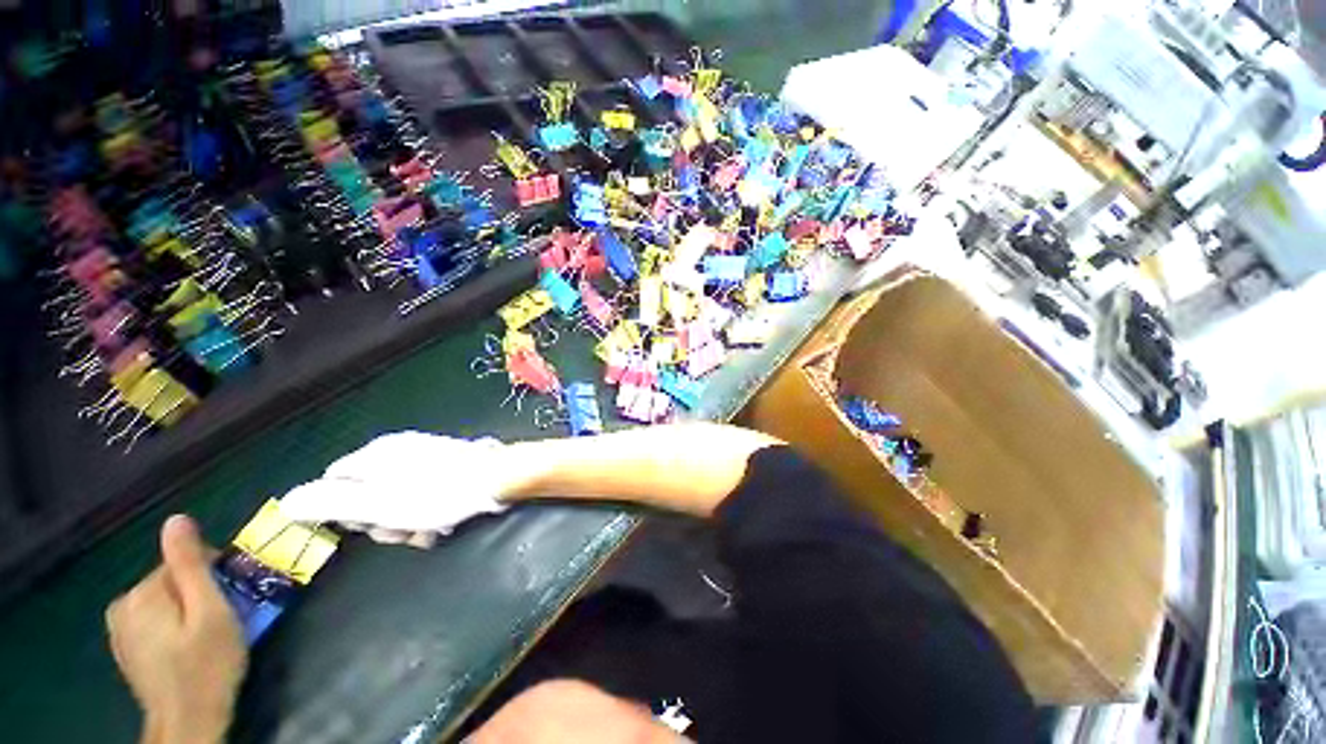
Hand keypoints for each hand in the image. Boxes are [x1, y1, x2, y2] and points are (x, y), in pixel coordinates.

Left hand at [106, 515, 246, 743]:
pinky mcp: (124, 646)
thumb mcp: (210, 612)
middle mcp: (123, 604)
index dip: (213, 574)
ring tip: (204, 636)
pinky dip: (170, 624)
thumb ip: (190, 565)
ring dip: (184, 609)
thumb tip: (177, 519)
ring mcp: (119, 628)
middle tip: (221, 620)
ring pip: (161, 600)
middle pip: (170, 580)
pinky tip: (182, 647)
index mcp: (143, 592)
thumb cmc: (207, 665)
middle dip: (198, 593)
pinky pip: (151, 619)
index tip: (230, 597)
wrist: (187, 722)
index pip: (182, 561)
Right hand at [278, 432, 515, 548]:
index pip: (334, 482)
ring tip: (430, 528)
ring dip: (410, 522)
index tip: (363, 525)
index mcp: (375, 455)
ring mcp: (425, 458)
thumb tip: (287, 501)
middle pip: (369, 495)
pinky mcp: (447, 468)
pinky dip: (430, 512)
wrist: (496, 479)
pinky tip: (444, 522)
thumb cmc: (435, 494)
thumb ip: (331, 503)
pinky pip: (425, 495)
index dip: (343, 510)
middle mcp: (397, 452)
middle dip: (383, 521)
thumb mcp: (377, 504)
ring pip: (399, 500)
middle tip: (403, 529)